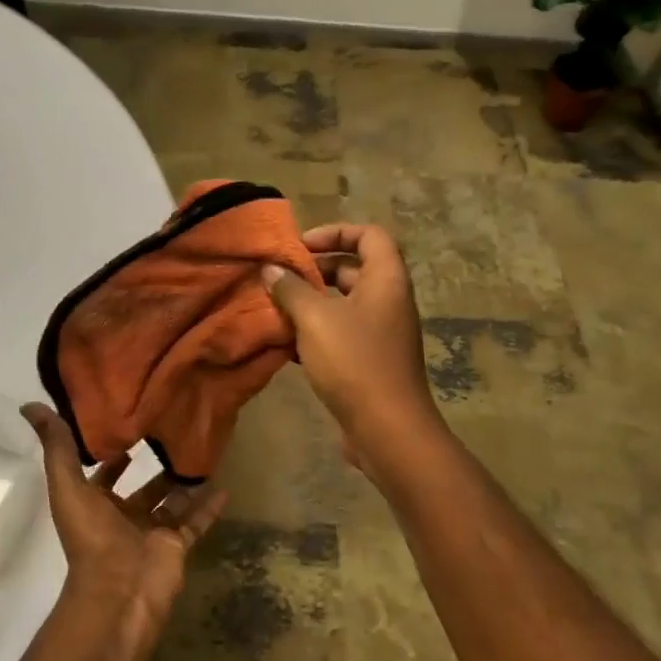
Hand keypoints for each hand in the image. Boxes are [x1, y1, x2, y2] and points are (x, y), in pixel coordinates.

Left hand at [22, 403, 226, 660]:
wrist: (120, 591)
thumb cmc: (91, 537)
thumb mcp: (68, 487)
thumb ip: (57, 447)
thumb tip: (30, 406)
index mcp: (95, 505)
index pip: (104, 474)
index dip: (113, 452)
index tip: (131, 424)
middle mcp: (123, 517)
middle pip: (142, 488)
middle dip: (155, 466)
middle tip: (175, 433)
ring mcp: (152, 532)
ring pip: (172, 502)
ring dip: (184, 482)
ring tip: (203, 452)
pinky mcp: (176, 545)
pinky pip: (195, 522)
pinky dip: (208, 507)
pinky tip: (224, 486)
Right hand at [261, 223, 441, 475]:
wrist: (386, 429)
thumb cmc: (354, 361)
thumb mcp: (315, 319)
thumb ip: (291, 289)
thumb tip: (271, 270)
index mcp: (386, 279)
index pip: (369, 235)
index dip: (336, 232)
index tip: (301, 246)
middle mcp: (389, 301)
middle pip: (353, 269)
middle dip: (315, 271)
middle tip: (280, 279)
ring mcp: (381, 334)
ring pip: (343, 305)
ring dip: (310, 304)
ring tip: (274, 310)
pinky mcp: (370, 362)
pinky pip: (341, 335)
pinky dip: (315, 334)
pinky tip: (285, 345)